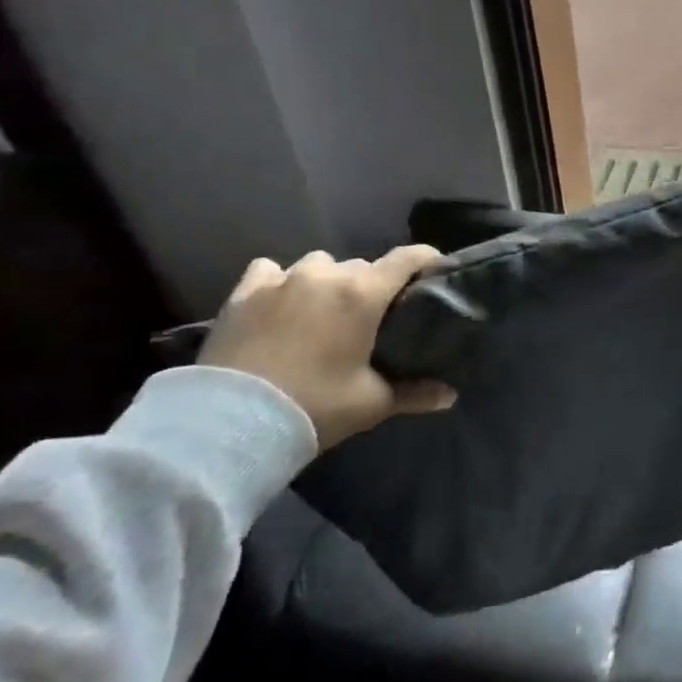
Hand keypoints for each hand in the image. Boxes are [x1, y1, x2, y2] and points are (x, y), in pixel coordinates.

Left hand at [199, 247, 455, 450]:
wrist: (230, 422)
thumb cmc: (314, 407)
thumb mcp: (372, 404)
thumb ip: (415, 394)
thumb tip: (450, 397)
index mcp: (363, 294)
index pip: (408, 258)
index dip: (428, 258)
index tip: (437, 270)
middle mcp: (325, 276)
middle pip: (362, 266)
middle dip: (372, 284)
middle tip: (372, 315)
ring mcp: (281, 280)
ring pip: (318, 264)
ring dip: (327, 280)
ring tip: (322, 309)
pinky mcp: (244, 292)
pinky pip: (270, 270)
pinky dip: (280, 280)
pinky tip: (280, 301)